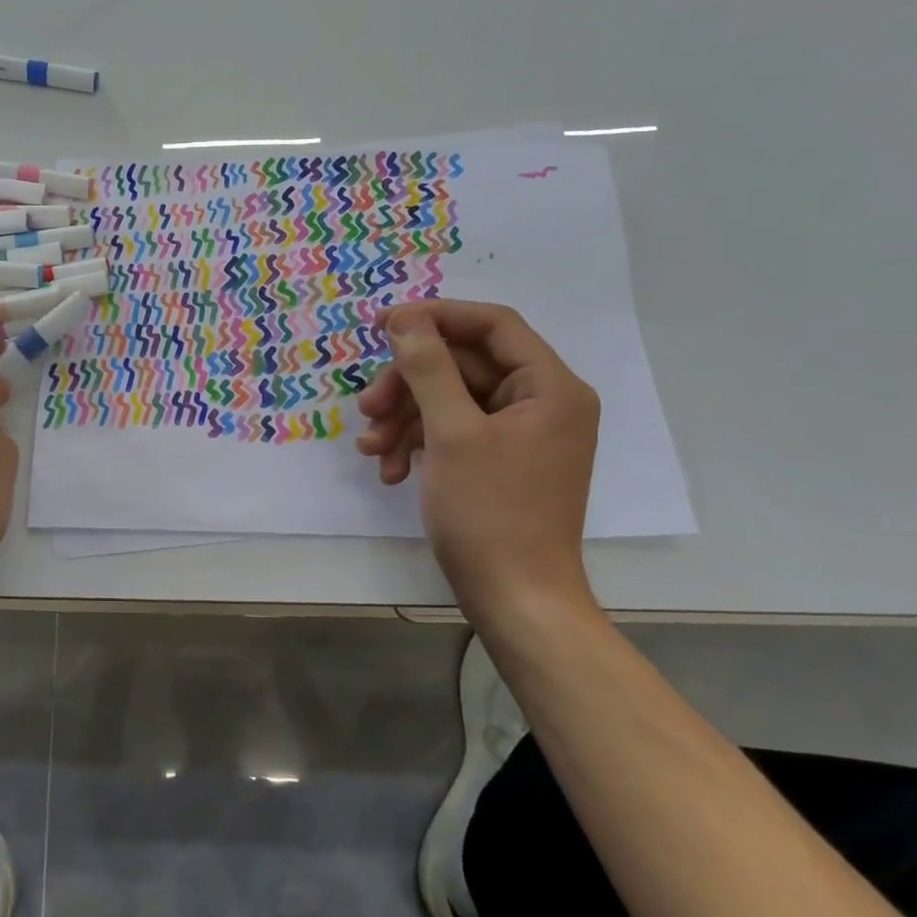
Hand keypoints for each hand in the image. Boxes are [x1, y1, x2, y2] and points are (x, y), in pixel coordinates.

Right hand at [356, 300, 599, 604]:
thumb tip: (406, 318)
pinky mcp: (500, 461)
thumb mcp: (452, 433)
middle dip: (408, 385)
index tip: (382, 325)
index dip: (435, 317)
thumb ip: (427, 368)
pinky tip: (389, 471)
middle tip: (367, 408)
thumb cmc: (490, 512)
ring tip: (371, 450)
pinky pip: (454, 433)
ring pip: (450, 401)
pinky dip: (418, 445)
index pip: (492, 325)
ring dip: (405, 420)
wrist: (515, 599)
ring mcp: (520, 435)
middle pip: (463, 366)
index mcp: (549, 387)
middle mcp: (541, 403)